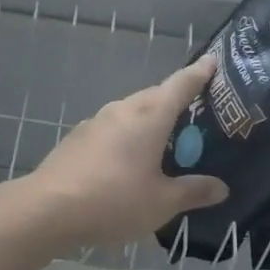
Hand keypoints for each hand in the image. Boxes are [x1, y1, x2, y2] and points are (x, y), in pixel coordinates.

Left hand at [10, 55, 229, 250]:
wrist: (48, 208)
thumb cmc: (113, 201)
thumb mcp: (162, 203)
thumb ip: (193, 192)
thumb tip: (221, 187)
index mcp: (150, 117)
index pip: (181, 85)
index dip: (200, 73)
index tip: (213, 61)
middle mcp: (123, 110)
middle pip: (155, 96)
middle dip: (175, 100)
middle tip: (194, 114)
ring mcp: (96, 121)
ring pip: (131, 112)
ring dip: (149, 120)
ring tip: (162, 141)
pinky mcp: (77, 137)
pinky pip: (112, 128)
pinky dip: (127, 136)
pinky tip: (127, 160)